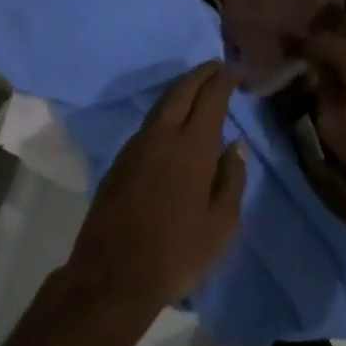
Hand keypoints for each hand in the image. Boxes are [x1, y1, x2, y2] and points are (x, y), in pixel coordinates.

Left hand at [63, 64, 246, 326]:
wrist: (111, 277)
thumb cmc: (176, 254)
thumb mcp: (221, 225)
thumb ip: (231, 180)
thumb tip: (234, 147)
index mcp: (193, 147)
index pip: (210, 98)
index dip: (222, 80)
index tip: (233, 70)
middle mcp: (163, 136)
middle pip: (182, 91)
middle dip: (200, 74)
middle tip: (216, 67)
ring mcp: (136, 146)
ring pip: (161, 104)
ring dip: (181, 90)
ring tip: (197, 88)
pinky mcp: (119, 161)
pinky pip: (148, 123)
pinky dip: (165, 111)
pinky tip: (172, 122)